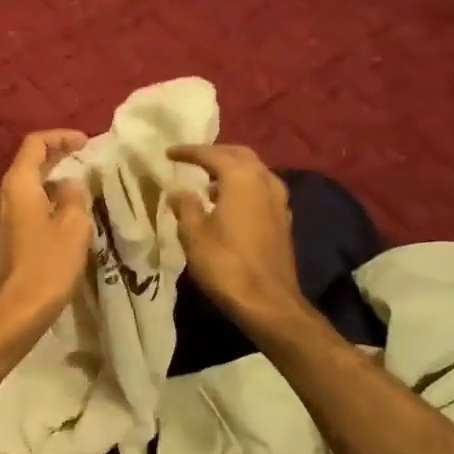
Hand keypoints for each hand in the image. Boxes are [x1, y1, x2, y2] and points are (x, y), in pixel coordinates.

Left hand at [0, 130, 92, 341]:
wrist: (13, 313)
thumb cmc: (47, 266)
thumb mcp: (73, 227)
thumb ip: (74, 196)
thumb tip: (70, 183)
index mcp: (17, 184)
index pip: (35, 144)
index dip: (61, 137)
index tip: (86, 142)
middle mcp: (2, 196)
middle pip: (29, 164)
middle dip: (58, 158)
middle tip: (86, 161)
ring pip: (26, 188)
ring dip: (51, 183)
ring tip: (79, 189)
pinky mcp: (1, 239)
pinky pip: (24, 208)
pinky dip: (44, 203)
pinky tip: (63, 218)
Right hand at [166, 143, 305, 331]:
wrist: (268, 301)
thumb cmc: (226, 264)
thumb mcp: (194, 234)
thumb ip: (185, 206)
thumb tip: (179, 191)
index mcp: (241, 179)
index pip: (212, 154)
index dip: (189, 151)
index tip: (169, 153)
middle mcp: (264, 181)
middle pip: (240, 155)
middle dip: (215, 154)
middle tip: (192, 160)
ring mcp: (278, 201)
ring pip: (254, 172)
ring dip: (232, 171)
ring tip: (208, 184)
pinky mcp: (283, 220)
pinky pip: (261, 190)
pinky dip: (244, 188)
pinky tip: (229, 205)